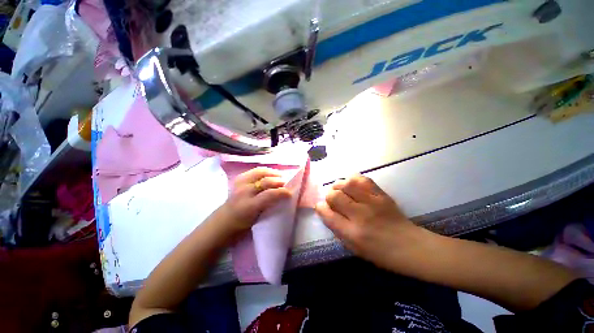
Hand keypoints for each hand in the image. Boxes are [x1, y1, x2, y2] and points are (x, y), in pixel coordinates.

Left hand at [216, 167, 291, 237]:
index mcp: (249, 206)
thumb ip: (269, 206)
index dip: (282, 192)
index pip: (269, 194)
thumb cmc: (242, 224)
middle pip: (266, 181)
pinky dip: (264, 170)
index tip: (290, 192)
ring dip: (272, 173)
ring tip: (280, 175)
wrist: (223, 221)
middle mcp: (244, 192)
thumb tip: (282, 196)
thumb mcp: (258, 219)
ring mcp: (240, 183)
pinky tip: (269, 173)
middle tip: (287, 182)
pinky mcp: (238, 179)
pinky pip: (254, 171)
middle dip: (279, 180)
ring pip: (260, 172)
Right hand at [315, 175, 426, 270]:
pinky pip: (363, 179)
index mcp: (353, 233)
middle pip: (335, 196)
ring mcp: (373, 202)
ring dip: (339, 185)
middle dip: (328, 195)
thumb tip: (324, 209)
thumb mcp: (353, 247)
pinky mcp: (381, 194)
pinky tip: (352, 184)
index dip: (320, 208)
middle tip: (332, 199)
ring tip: (339, 189)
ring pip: (347, 184)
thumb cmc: (379, 252)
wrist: (410, 246)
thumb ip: (336, 227)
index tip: (320, 206)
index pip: (328, 214)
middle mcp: (361, 215)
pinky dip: (353, 179)